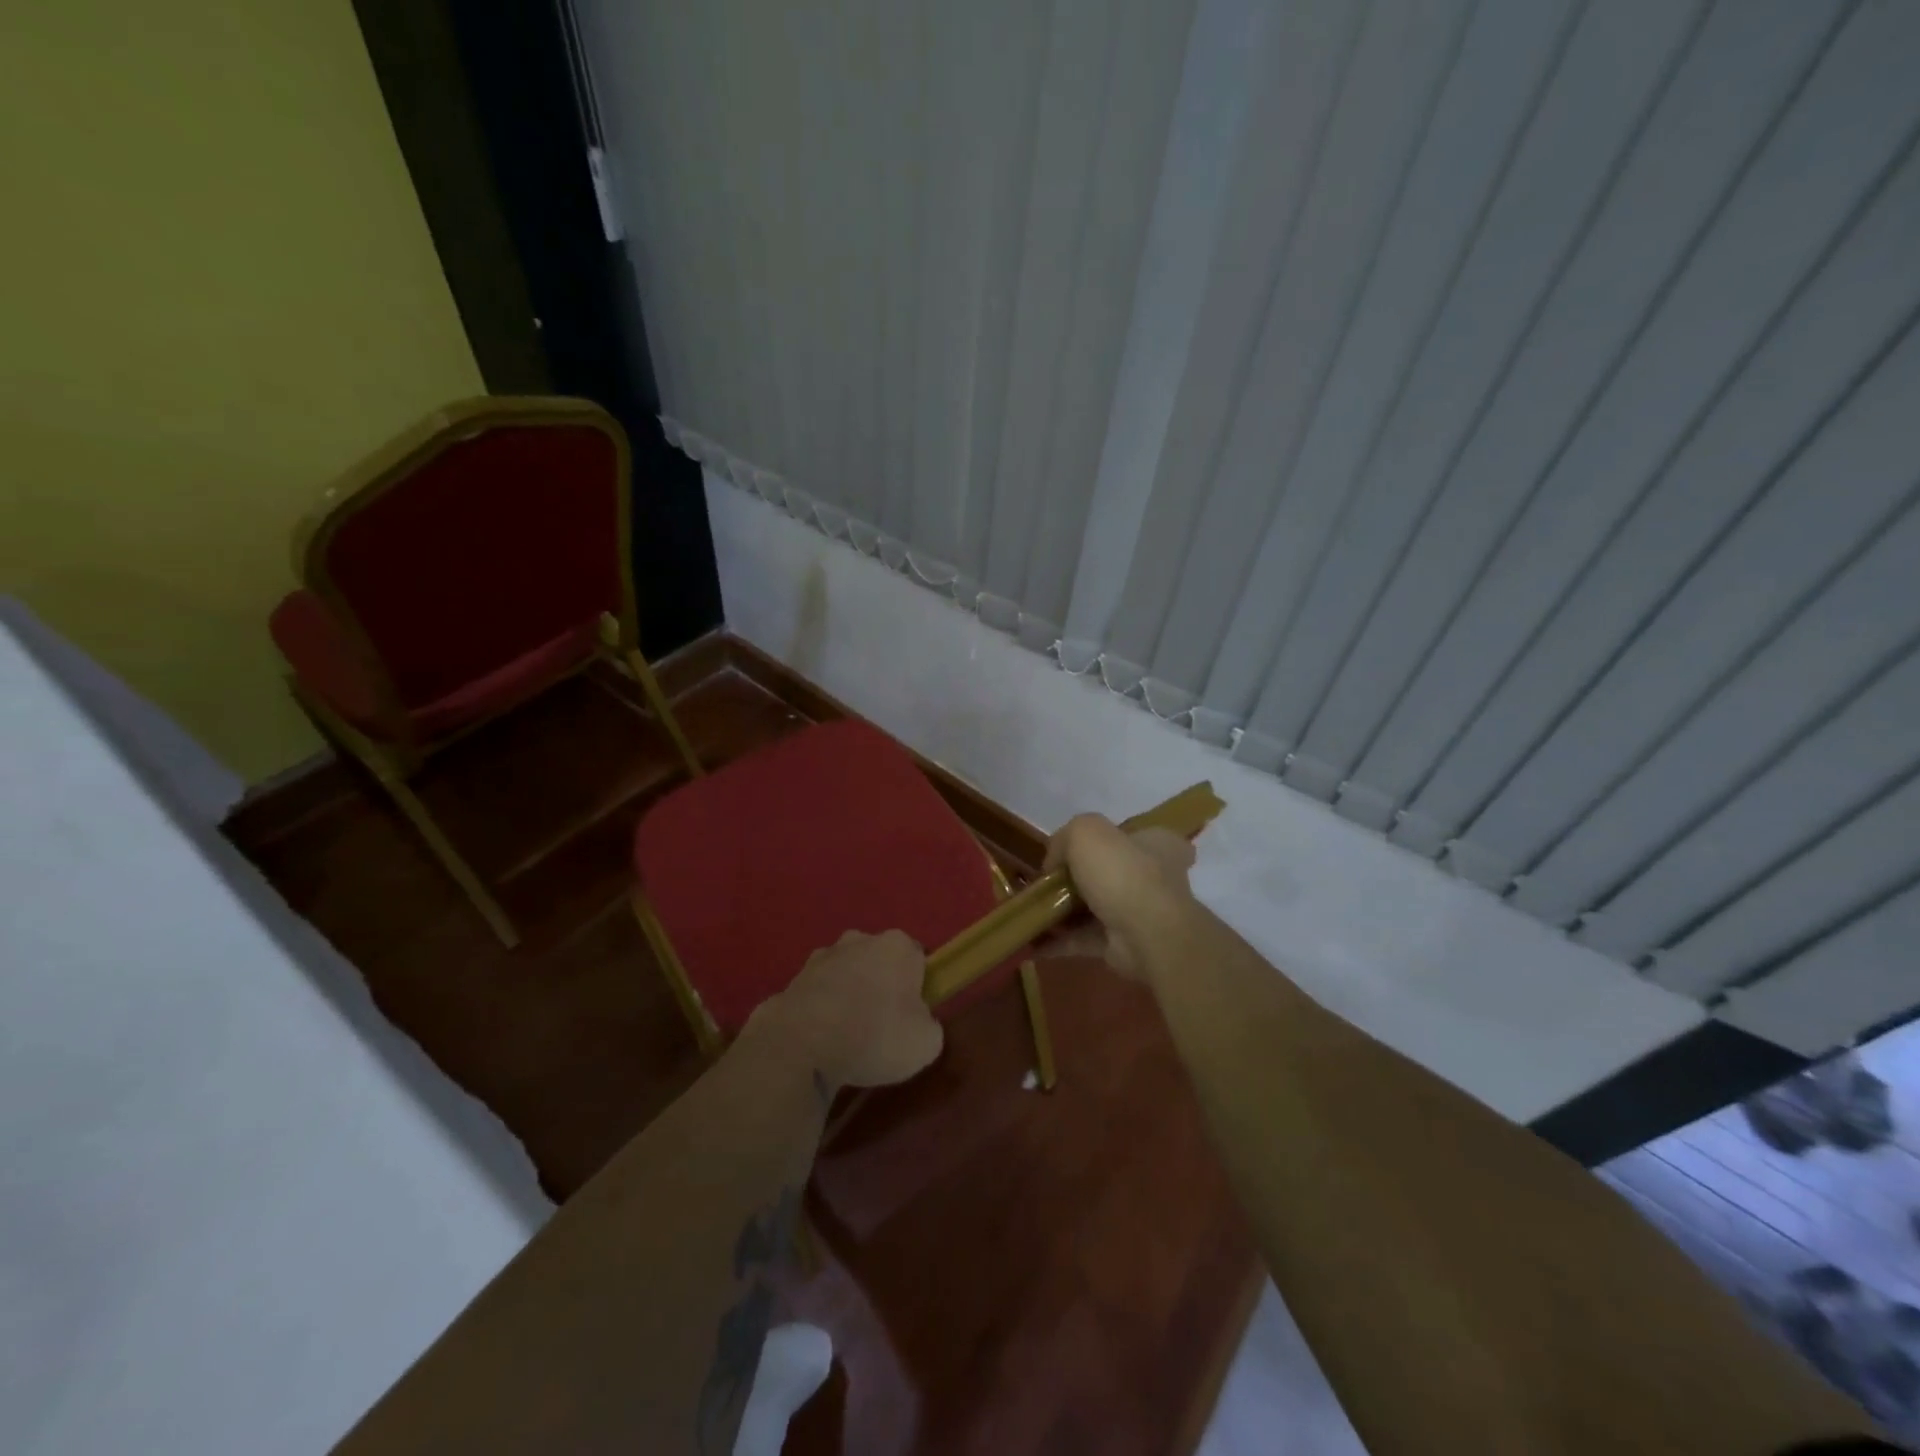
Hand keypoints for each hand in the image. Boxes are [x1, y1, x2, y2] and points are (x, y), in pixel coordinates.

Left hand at [746, 929, 943, 1090]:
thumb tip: (918, 1024)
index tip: (913, 1016)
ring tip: (847, 1038)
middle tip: (882, 1027)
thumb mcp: (926, 1043)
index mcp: (897, 945)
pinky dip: (821, 1010)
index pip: (917, 958)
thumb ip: (930, 1026)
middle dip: (881, 986)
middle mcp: (860, 940)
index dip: (918, 987)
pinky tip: (821, 1040)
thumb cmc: (875, 1036)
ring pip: (846, 974)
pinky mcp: (793, 978)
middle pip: (879, 962)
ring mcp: (822, 956)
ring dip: (848, 996)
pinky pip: (818, 994)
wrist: (802, 1046)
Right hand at [1042, 815, 1196, 981]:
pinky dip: (1059, 940)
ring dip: (1062, 912)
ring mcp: (1139, 914)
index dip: (1104, 839)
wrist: (1146, 934)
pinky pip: (1084, 939)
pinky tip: (1032, 940)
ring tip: (1030, 911)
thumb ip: (1065, 838)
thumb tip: (1054, 862)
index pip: (1133, 835)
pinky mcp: (1123, 945)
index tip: (1074, 849)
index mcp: (1156, 843)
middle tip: (1044, 882)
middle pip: (1107, 872)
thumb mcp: (1085, 832)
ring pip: (1093, 908)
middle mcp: (1154, 877)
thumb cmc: (1122, 872)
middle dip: (1074, 879)